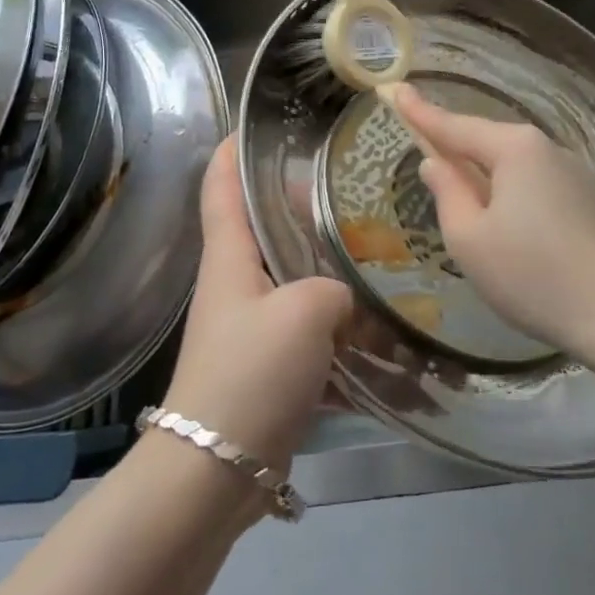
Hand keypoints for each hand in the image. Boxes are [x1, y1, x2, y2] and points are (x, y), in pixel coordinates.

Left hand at [161, 138, 353, 474]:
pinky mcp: (267, 366)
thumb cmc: (250, 374)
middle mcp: (235, 283)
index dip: (233, 150)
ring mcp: (250, 326)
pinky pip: (307, 331)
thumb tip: (344, 300)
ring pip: (292, 279)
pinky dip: (337, 328)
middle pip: (264, 227)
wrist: (215, 471)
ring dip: (326, 269)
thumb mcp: (304, 313)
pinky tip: (379, 333)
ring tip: (376, 255)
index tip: (260, 123)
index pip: (221, 185)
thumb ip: (334, 290)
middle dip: (301, 206)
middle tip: (352, 193)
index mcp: (229, 256)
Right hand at [385, 83, 594, 357]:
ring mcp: (574, 174)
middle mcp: (546, 149)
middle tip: (423, 155)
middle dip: (455, 150)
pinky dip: (510, 197)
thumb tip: (435, 163)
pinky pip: (535, 187)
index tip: (394, 89)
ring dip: (484, 179)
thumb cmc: (535, 274)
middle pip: (486, 144)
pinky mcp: (590, 202)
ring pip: (512, 168)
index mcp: (513, 149)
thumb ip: (447, 193)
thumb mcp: (470, 239)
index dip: (419, 112)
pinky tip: (508, 231)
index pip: (453, 125)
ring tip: (464, 210)